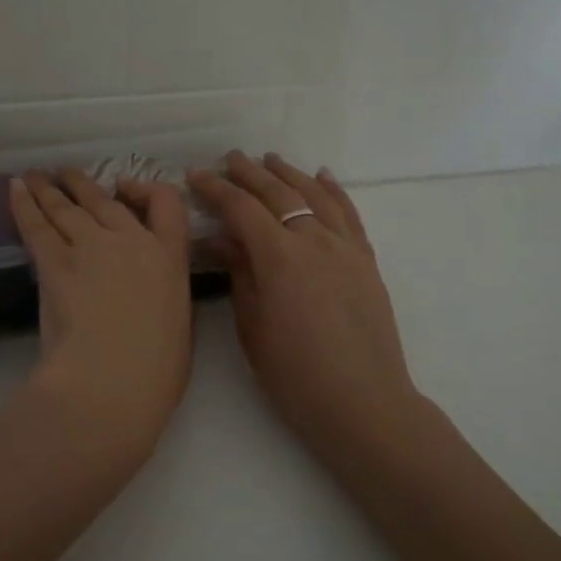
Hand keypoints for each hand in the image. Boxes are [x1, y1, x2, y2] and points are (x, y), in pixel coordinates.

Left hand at [9, 169, 193, 458]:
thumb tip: (154, 295)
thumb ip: (167, 297)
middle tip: (67, 176)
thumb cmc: (157, 369)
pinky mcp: (54, 262)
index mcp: (169, 256)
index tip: (128, 189)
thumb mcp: (181, 325)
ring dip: (51, 189)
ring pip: (68, 206)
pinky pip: (37, 224)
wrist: (111, 378)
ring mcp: (90, 246)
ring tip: (38, 177)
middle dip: (84, 185)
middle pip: (105, 200)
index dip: (146, 189)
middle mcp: (130, 239)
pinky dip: (25, 204)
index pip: (166, 202)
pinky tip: (16, 189)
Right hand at [188, 153, 420, 458]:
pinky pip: (348, 213)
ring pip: (315, 195)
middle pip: (278, 193)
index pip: (241, 209)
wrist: (362, 401)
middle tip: (228, 159)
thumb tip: (222, 238)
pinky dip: (333, 190)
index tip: (195, 176)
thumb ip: (240, 274)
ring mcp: (345, 247)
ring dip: (290, 174)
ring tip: (270, 160)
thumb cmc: (294, 374)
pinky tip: (322, 177)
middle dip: (250, 173)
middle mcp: (314, 240)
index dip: (216, 189)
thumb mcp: (252, 326)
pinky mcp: (366, 260)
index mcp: (279, 257)